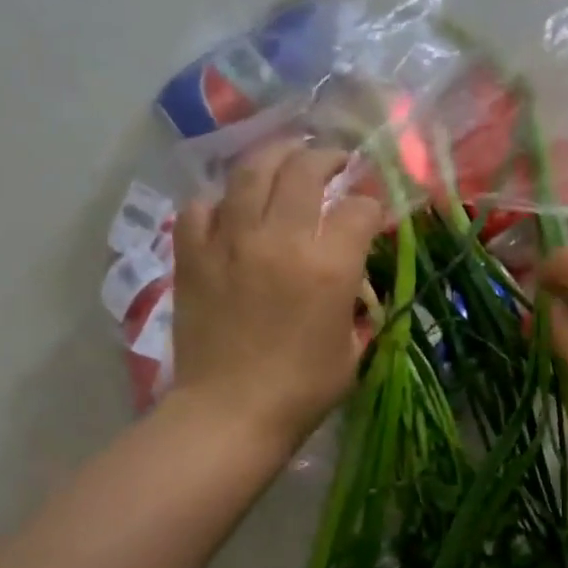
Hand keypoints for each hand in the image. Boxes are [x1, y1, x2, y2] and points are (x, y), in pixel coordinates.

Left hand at [169, 143, 381, 443]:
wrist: (231, 412)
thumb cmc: (303, 388)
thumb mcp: (353, 346)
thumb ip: (355, 300)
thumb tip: (351, 276)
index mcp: (330, 264)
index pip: (360, 207)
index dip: (372, 204)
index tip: (372, 211)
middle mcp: (282, 238)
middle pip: (306, 170)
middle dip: (327, 158)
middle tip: (334, 160)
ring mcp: (232, 241)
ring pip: (252, 172)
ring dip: (275, 156)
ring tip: (286, 155)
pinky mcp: (194, 254)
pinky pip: (202, 206)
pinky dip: (220, 200)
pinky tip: (231, 207)